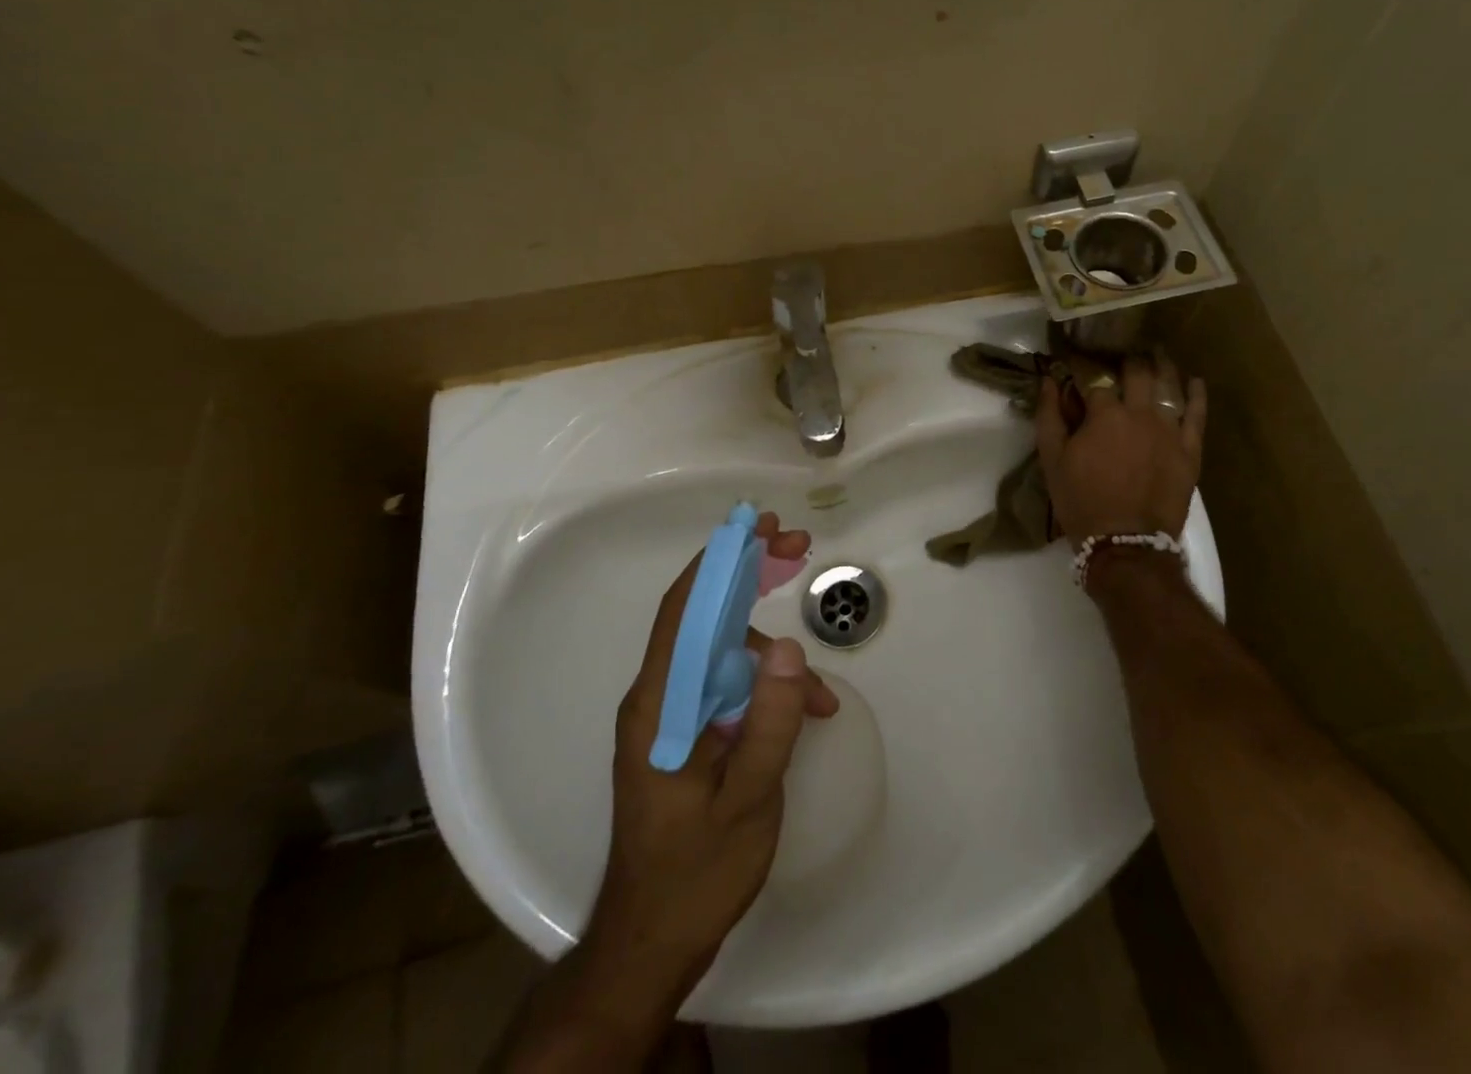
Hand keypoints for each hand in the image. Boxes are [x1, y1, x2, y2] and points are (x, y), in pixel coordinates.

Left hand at [566, 514, 837, 1051]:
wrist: (650, 944)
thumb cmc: (694, 874)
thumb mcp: (747, 800)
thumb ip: (769, 722)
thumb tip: (787, 646)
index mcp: (661, 704)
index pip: (685, 610)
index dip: (721, 559)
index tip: (760, 526)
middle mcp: (660, 697)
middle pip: (703, 615)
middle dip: (749, 575)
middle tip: (797, 545)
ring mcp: (673, 714)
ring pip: (724, 654)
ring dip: (772, 655)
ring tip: (820, 691)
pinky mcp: (689, 732)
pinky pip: (730, 689)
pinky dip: (768, 690)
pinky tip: (806, 714)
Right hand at [1037, 353, 1205, 541]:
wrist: (1124, 544)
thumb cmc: (1081, 502)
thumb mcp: (1052, 460)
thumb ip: (1049, 417)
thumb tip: (1048, 381)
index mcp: (1104, 413)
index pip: (1094, 379)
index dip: (1084, 370)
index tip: (1078, 365)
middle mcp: (1140, 412)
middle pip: (1137, 372)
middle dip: (1128, 359)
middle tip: (1124, 354)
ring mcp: (1170, 430)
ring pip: (1170, 385)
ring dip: (1162, 366)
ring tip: (1158, 353)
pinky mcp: (1190, 450)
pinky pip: (1198, 415)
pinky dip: (1197, 395)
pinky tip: (1195, 381)